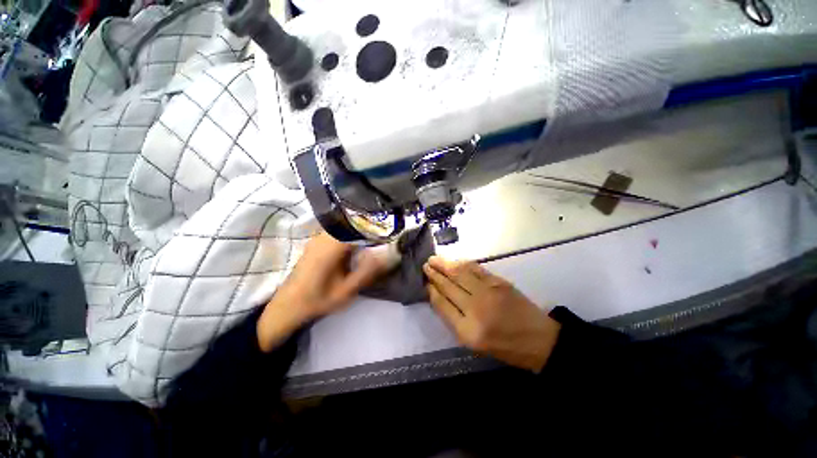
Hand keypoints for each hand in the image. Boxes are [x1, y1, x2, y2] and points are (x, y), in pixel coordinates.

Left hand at [257, 232, 387, 351]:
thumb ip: (368, 271)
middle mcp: (324, 236)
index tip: (393, 228)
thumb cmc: (318, 299)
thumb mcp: (346, 290)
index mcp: (331, 245)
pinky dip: (353, 233)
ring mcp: (319, 237)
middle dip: (372, 224)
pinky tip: (361, 242)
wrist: (288, 306)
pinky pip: (339, 231)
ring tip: (378, 235)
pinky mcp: (318, 242)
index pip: (359, 224)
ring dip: (363, 228)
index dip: (378, 224)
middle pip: (353, 221)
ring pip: (346, 224)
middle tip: (389, 231)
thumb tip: (391, 254)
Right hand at [423, 256, 560, 371]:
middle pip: (449, 286)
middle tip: (425, 265)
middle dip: (434, 274)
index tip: (425, 282)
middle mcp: (475, 309)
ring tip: (434, 259)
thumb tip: (438, 296)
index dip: (431, 290)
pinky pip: (475, 269)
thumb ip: (454, 319)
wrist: (539, 339)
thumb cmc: (504, 346)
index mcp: (467, 331)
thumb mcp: (474, 342)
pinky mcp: (499, 282)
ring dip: (445, 264)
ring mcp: (488, 293)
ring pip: (460, 274)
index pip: (442, 304)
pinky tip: (454, 261)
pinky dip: (462, 263)